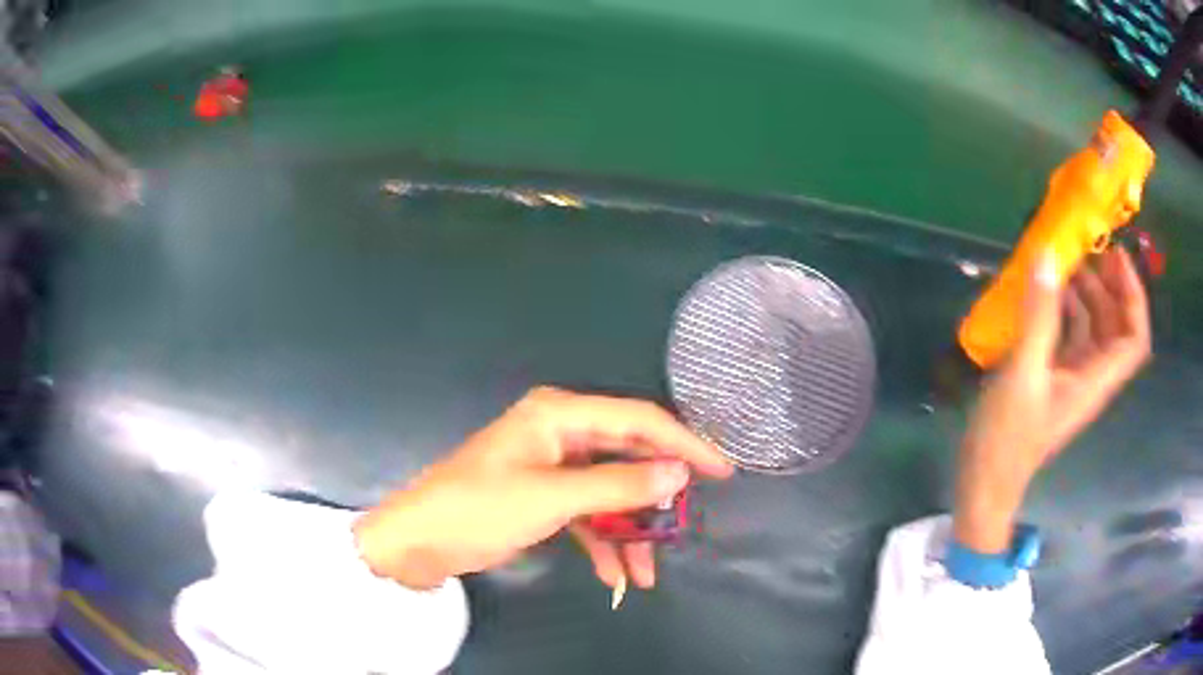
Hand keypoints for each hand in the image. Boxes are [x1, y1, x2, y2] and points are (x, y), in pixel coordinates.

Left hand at [353, 387, 732, 589]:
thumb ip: (618, 485)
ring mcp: (553, 466)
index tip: (722, 471)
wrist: (418, 542)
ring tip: (647, 573)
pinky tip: (616, 576)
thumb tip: (679, 472)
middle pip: (627, 457)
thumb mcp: (551, 499)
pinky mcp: (544, 496)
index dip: (684, 444)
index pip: (638, 421)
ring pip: (610, 492)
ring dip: (630, 531)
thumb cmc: (478, 509)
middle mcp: (560, 432)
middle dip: (656, 496)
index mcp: (559, 415)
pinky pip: (588, 514)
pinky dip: (604, 542)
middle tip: (687, 525)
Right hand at [955, 248, 1151, 552]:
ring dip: (1088, 294)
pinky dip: (1067, 308)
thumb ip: (1038, 317)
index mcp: (1095, 379)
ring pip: (1095, 329)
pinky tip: (1047, 293)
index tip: (1116, 258)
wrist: (985, 482)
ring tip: (1066, 262)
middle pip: (1118, 327)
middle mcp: (1092, 376)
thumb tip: (1047, 257)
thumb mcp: (1024, 374)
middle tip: (1089, 250)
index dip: (1134, 296)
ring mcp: (1073, 378)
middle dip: (1111, 286)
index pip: (1134, 338)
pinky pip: (1072, 335)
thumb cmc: (1007, 438)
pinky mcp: (1054, 378)